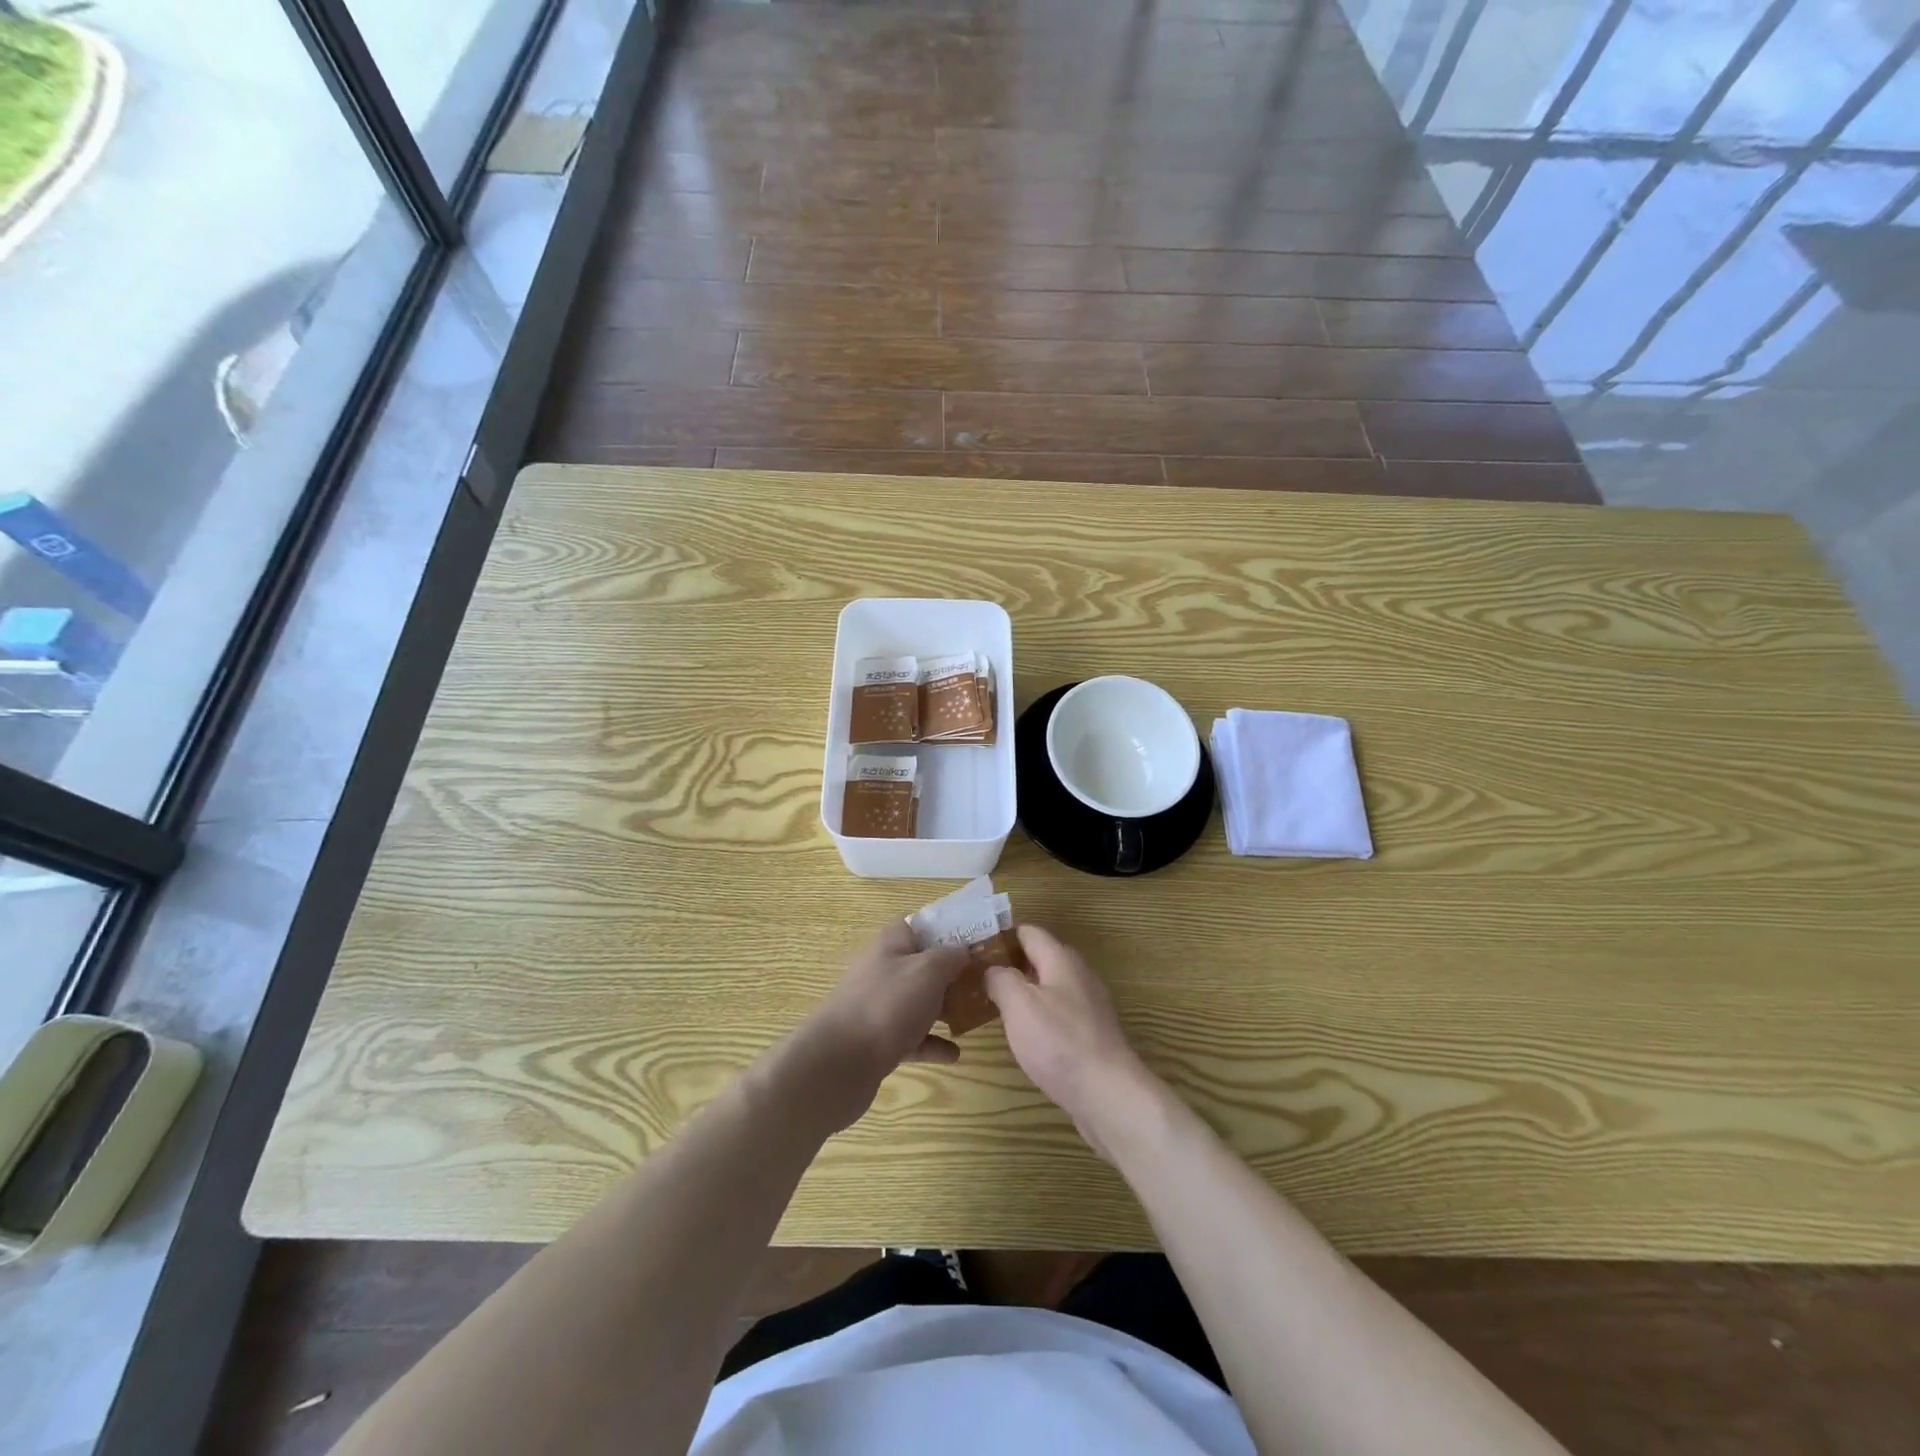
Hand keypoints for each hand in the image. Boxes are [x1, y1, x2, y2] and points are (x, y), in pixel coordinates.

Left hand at [782, 920, 969, 1130]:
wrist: (839, 1065)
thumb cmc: (887, 1006)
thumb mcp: (927, 970)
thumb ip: (950, 956)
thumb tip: (963, 950)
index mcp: (891, 944)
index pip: (921, 924)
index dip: (948, 927)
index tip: (978, 938)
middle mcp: (883, 970)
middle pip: (922, 963)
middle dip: (952, 971)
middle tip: (986, 979)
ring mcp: (879, 1007)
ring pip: (918, 1001)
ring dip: (944, 1007)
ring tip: (974, 1014)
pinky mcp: (878, 1042)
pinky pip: (912, 1037)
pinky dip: (932, 1043)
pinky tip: (955, 1053)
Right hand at [985, 925, 1163, 1160]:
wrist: (1109, 1094)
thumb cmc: (1059, 1042)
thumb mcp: (1019, 1005)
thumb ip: (1001, 979)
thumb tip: (993, 970)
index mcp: (1061, 960)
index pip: (1029, 932)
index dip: (1002, 936)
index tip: (975, 948)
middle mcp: (1079, 975)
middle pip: (1041, 957)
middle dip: (1011, 964)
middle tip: (979, 979)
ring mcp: (1089, 1005)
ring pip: (1050, 986)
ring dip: (1025, 991)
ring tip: (995, 1006)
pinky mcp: (1092, 1033)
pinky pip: (1060, 1012)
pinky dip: (1040, 1015)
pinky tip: (1025, 1035)